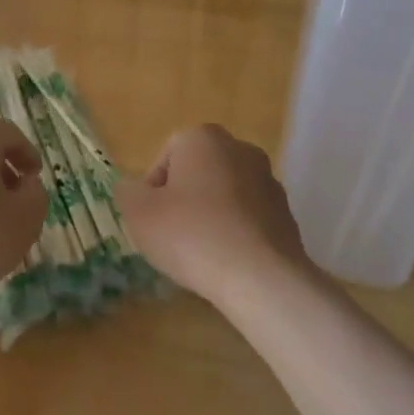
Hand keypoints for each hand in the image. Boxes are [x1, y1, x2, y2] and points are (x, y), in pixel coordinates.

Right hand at [116, 124, 312, 308]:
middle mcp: (240, 149)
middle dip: (183, 198)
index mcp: (203, 138)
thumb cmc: (191, 234)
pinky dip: (234, 233)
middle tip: (170, 234)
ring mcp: (269, 181)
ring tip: (199, 252)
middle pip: (197, 172)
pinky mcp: (286, 213)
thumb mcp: (139, 213)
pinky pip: (248, 218)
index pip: (166, 156)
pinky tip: (226, 261)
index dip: (152, 189)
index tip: (150, 218)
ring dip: (210, 215)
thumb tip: (132, 188)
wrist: (259, 277)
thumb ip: (127, 192)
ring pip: (224, 194)